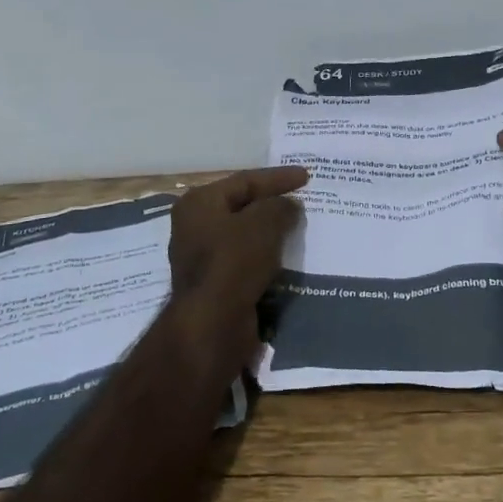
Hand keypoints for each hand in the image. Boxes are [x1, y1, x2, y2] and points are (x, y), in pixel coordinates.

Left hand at [168, 166, 307, 303]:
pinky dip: (267, 257)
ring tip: (301, 229)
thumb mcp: (263, 223)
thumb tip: (288, 206)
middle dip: (274, 204)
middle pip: (242, 207)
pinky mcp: (216, 284)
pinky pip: (246, 261)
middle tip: (304, 201)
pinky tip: (289, 258)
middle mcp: (195, 226)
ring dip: (272, 232)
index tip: (307, 177)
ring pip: (245, 236)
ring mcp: (203, 257)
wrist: (213, 325)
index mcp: (199, 203)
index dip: (278, 178)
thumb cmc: (234, 263)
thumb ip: (280, 206)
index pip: (245, 181)